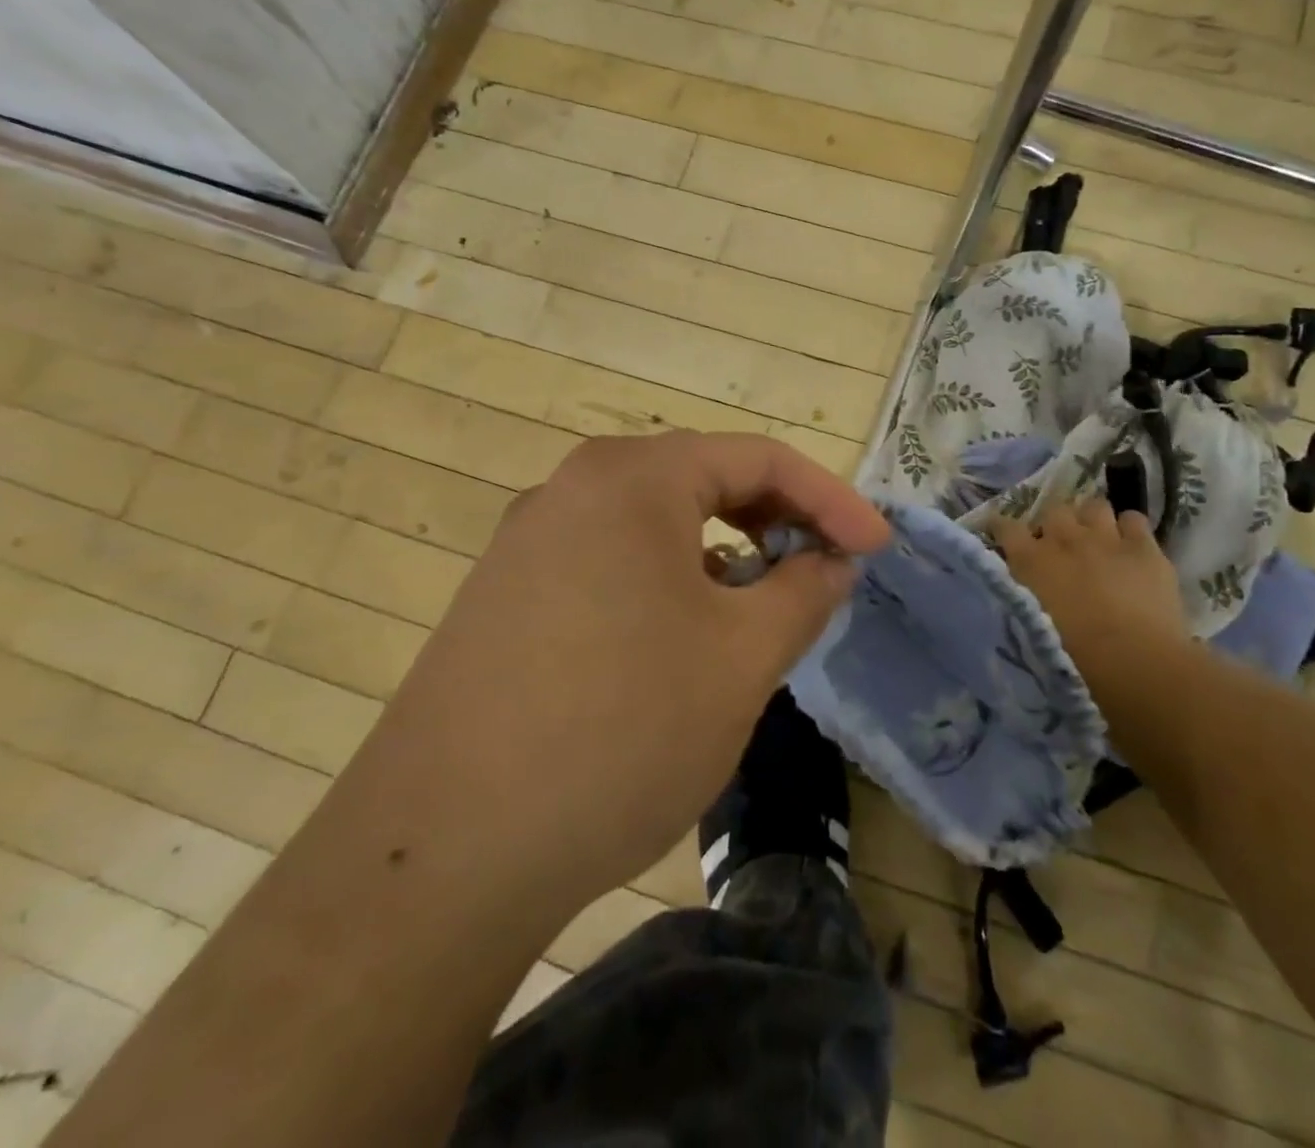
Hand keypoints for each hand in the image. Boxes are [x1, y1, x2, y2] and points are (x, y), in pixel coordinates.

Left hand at [401, 432, 888, 906]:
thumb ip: (803, 592)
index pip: (756, 459)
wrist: (441, 855)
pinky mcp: (503, 597)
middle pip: (700, 480)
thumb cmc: (620, 731)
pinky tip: (677, 642)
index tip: (874, 550)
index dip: (829, 500)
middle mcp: (570, 489)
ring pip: (652, 525)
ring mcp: (526, 542)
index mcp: (631, 478)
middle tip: (819, 570)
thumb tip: (830, 561)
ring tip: (756, 609)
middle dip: (773, 520)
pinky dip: (664, 582)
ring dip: (720, 553)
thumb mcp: (742, 658)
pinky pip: (607, 563)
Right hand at [992, 500, 1185, 669]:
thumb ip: (1019, 597)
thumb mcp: (1027, 624)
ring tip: (1098, 540)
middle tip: (1061, 546)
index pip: (1004, 526)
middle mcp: (1063, 539)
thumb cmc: (1072, 657)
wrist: (1132, 661)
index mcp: (1029, 561)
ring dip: (1092, 520)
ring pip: (1094, 506)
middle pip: (1053, 511)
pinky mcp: (1144, 547)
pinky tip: (1132, 547)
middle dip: (1055, 524)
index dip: (1003, 528)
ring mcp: (1105, 538)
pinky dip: (1130, 530)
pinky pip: (1134, 520)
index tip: (1006, 537)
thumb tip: (1015, 591)